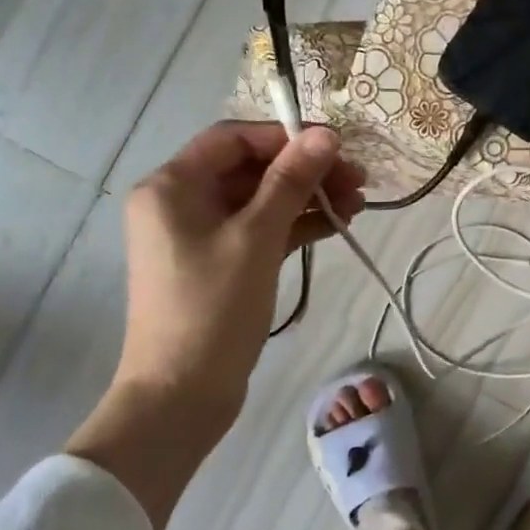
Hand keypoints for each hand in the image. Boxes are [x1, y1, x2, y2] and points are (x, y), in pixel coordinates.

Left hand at [115, 121, 364, 424]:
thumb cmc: (213, 308)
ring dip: (307, 199)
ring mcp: (200, 235)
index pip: (234, 139)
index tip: (336, 147)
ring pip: (261, 200)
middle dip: (305, 172)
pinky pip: (260, 229)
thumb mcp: (257, 237)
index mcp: (172, 185)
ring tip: (357, 206)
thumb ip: (291, 181)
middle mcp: (180, 202)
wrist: (182, 394)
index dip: (286, 137)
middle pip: (251, 169)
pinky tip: (336, 225)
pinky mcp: (219, 263)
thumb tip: (326, 135)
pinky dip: (295, 226)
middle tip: (357, 181)